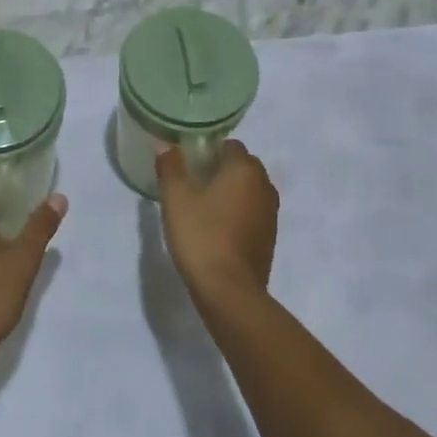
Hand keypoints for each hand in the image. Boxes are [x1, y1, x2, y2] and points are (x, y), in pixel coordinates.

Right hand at [157, 140, 278, 309]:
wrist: (229, 291)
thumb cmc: (202, 236)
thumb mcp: (176, 198)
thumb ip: (170, 166)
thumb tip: (165, 145)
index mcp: (245, 169)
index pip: (230, 145)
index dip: (208, 149)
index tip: (187, 162)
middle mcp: (264, 186)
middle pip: (242, 166)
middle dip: (220, 168)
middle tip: (192, 182)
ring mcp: (271, 213)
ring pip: (249, 190)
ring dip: (230, 191)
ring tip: (202, 205)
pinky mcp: (269, 237)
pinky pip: (253, 212)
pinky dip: (238, 212)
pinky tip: (216, 227)